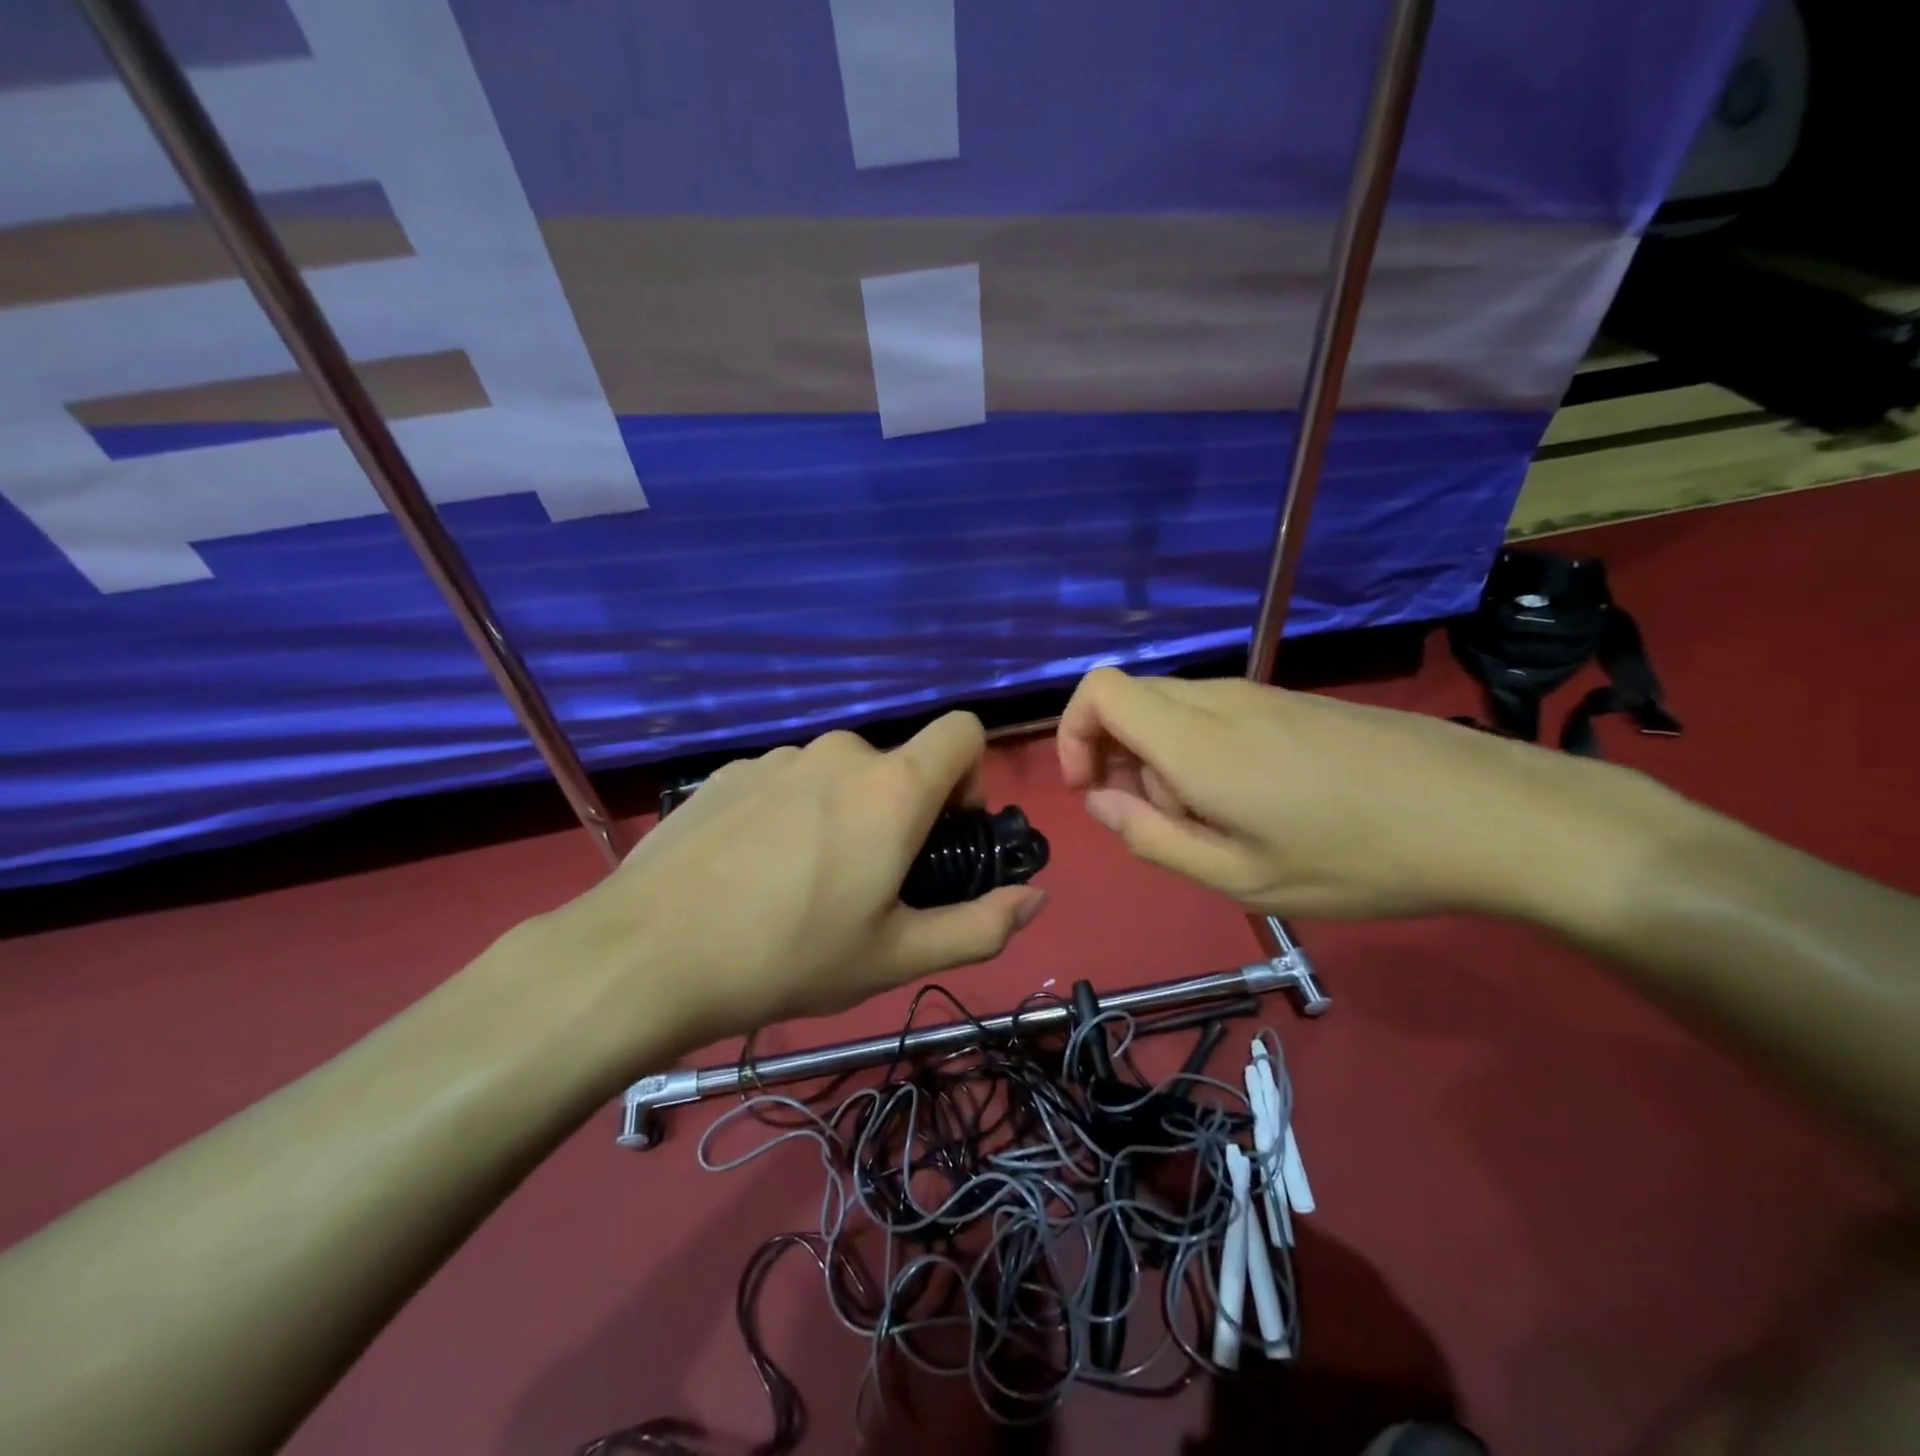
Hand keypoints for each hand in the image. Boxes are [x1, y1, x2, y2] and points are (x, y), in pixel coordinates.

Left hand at [531, 713, 1048, 1047]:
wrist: (647, 954)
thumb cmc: (790, 956)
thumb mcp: (896, 956)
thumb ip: (981, 927)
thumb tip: (1035, 898)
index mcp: (892, 787)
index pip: (963, 731)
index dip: (970, 775)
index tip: (947, 833)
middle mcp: (839, 753)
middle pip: (897, 765)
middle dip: (902, 813)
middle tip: (870, 884)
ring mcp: (777, 757)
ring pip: (839, 776)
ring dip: (844, 815)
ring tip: (805, 885)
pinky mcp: (729, 772)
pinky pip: (787, 782)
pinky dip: (792, 814)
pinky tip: (754, 872)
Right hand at [1056, 667, 1664, 921]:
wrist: (1485, 814)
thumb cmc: (1355, 858)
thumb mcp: (1239, 877)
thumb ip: (1152, 838)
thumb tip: (1099, 802)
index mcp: (1194, 740)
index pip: (1098, 690)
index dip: (1074, 733)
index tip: (1093, 790)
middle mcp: (1217, 702)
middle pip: (1130, 699)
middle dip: (1118, 758)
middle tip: (1165, 821)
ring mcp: (1259, 696)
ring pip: (1172, 709)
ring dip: (1163, 761)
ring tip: (1219, 820)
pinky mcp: (1291, 703)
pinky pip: (1215, 715)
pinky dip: (1202, 752)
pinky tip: (1258, 802)